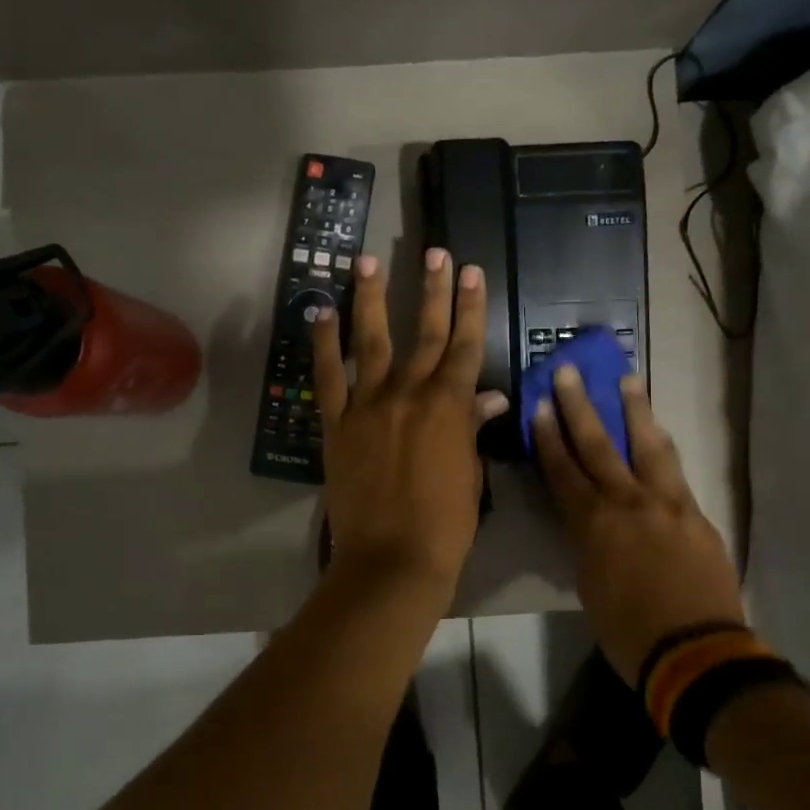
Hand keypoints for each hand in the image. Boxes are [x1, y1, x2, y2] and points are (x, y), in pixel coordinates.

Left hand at [313, 249, 510, 591]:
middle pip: (423, 331)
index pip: (464, 344)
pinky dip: (324, 343)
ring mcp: (368, 404)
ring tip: (367, 261)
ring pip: (371, 341)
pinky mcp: (336, 423)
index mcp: (449, 405)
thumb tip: (488, 396)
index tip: (470, 271)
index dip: (469, 306)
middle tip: (434, 251)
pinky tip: (321, 312)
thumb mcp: (470, 472)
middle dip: (432, 288)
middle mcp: (409, 393)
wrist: (393, 557)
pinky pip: (328, 375)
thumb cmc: (445, 522)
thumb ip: (472, 427)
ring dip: (371, 298)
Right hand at [531, 365, 744, 683]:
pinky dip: (662, 446)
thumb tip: (588, 523)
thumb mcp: (589, 586)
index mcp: (593, 525)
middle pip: (599, 445)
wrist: (696, 652)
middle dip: (580, 407)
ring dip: (634, 411)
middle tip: (570, 371)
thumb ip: (587, 545)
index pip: (564, 471)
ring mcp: (666, 504)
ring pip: (647, 446)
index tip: (541, 405)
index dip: (550, 437)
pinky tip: (659, 432)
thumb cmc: (628, 631)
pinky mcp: (695, 513)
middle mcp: (627, 502)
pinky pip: (674, 470)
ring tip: (627, 380)